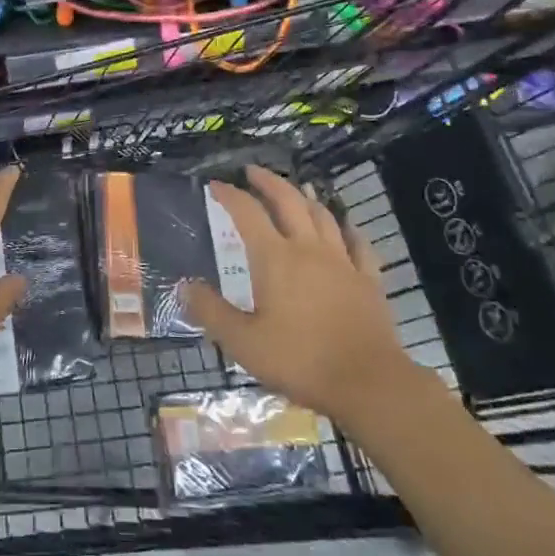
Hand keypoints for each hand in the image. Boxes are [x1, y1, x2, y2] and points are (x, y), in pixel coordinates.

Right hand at [184, 165, 421, 421]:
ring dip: (306, 198)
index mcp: (275, 258)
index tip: (215, 185)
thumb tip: (185, 287)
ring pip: (323, 216)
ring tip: (297, 190)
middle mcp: (308, 249)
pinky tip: (346, 227)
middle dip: (268, 181)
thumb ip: (212, 312)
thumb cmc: (301, 360)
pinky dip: (349, 229)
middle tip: (252, 172)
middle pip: (288, 200)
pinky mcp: (368, 280)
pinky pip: (359, 244)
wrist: (369, 384)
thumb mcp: (244, 343)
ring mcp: (342, 262)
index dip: (229, 195)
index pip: (247, 213)